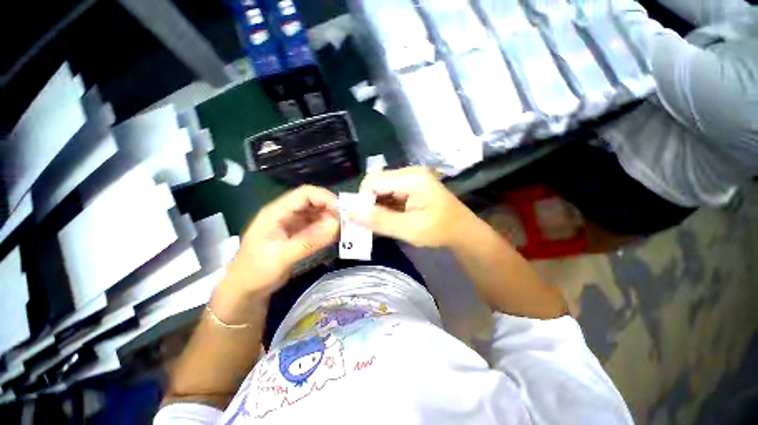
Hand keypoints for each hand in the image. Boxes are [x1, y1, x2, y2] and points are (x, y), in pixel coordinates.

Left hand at [224, 185, 338, 298]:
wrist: (245, 290)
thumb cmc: (256, 271)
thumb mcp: (281, 257)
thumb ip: (309, 241)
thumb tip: (336, 225)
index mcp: (277, 212)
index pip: (305, 194)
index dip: (325, 198)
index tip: (342, 210)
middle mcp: (286, 213)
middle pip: (313, 202)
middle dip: (331, 208)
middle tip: (348, 221)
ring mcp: (293, 224)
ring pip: (317, 213)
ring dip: (331, 219)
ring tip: (345, 229)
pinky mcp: (298, 234)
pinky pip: (317, 226)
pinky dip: (328, 229)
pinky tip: (337, 236)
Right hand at [357, 167, 478, 247]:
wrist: (461, 231)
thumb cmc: (440, 230)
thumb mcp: (409, 229)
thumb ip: (379, 221)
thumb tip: (350, 214)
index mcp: (412, 178)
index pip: (374, 181)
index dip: (363, 199)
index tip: (362, 220)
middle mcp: (409, 172)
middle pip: (376, 182)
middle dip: (368, 203)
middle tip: (370, 223)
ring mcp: (410, 178)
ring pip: (381, 188)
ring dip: (376, 205)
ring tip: (379, 222)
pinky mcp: (410, 186)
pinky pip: (389, 192)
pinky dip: (384, 205)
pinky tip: (388, 217)